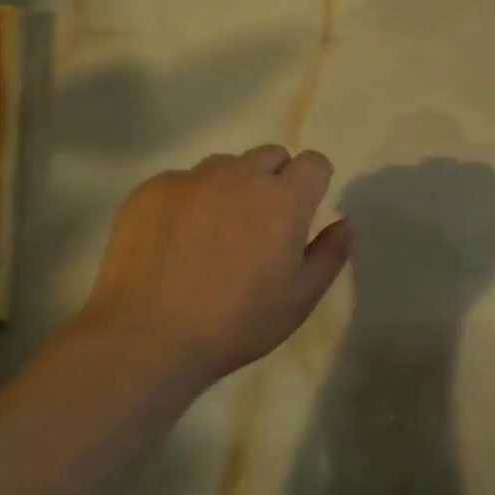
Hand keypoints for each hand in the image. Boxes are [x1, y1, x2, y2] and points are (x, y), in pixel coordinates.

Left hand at [74, 146, 352, 381]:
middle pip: (270, 156)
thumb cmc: (236, 323)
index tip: (302, 214)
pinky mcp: (152, 188)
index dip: (313, 185)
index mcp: (283, 198)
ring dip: (231, 187)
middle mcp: (240, 174)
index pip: (314, 162)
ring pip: (225, 165)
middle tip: (259, 227)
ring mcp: (192, 177)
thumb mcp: (299, 299)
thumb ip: (330, 253)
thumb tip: (347, 222)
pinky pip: (183, 181)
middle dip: (274, 181)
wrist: (147, 338)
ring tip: (213, 233)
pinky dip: (189, 200)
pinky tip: (175, 241)